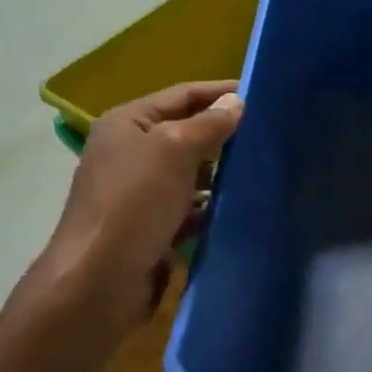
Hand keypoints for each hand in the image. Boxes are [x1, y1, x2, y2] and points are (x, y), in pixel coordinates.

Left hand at [26, 81, 242, 329]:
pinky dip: (212, 208)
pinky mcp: (152, 227)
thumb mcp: (174, 149)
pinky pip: (190, 209)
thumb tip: (236, 102)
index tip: (263, 96)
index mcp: (128, 123)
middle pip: (187, 133)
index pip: (183, 95)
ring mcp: (141, 193)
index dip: (221, 92)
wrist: (100, 279)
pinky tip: (240, 208)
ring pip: (192, 174)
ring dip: (222, 174)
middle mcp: (131, 152)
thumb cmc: (134, 202)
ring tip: (264, 171)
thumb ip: (208, 124)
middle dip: (225, 135)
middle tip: (271, 136)